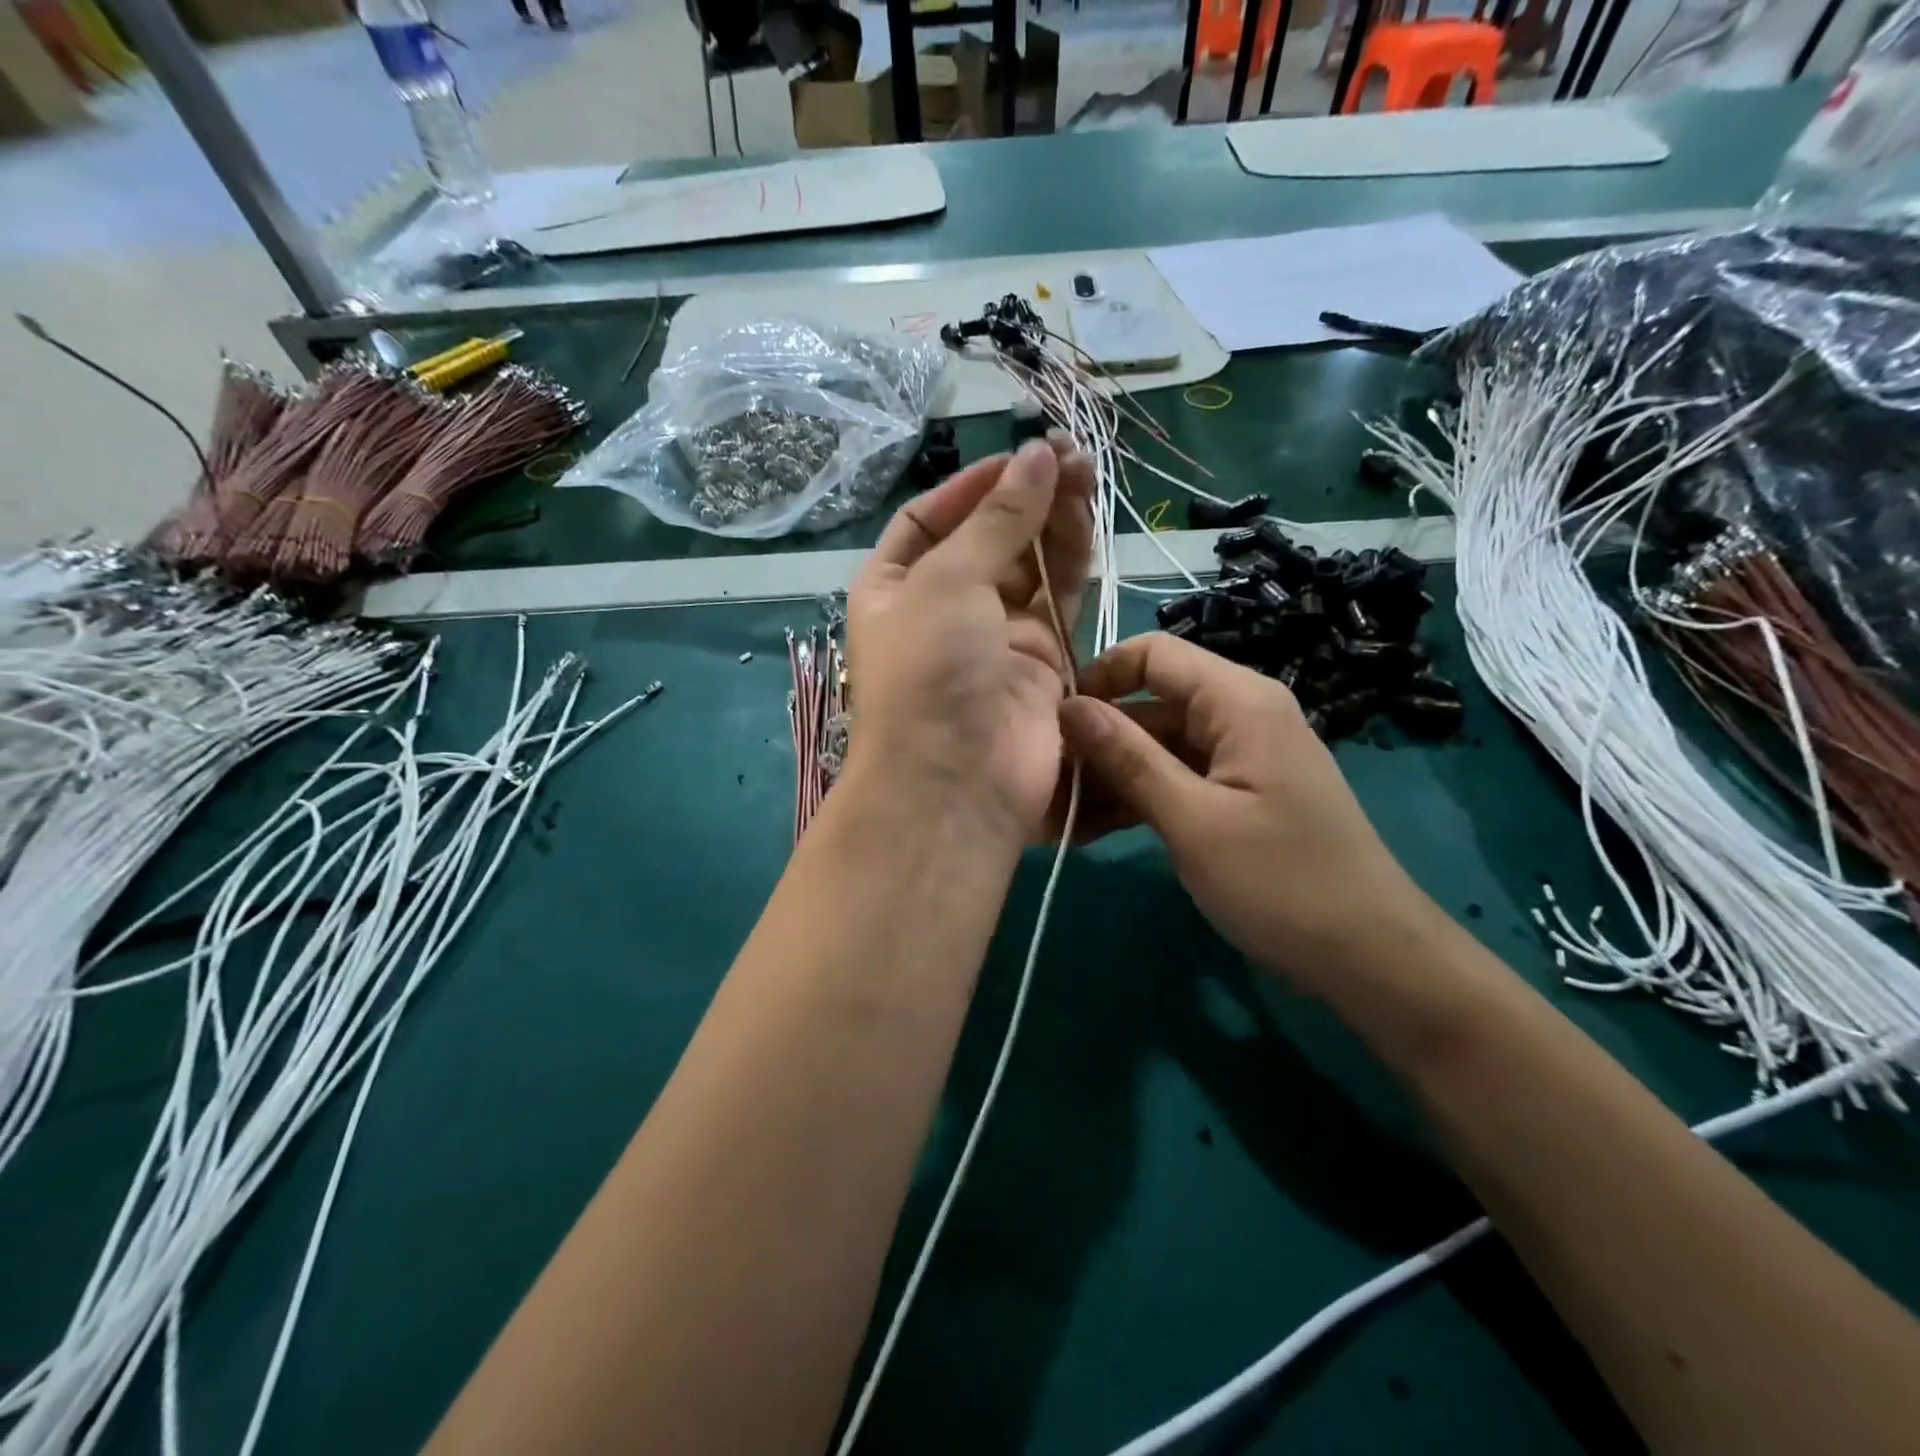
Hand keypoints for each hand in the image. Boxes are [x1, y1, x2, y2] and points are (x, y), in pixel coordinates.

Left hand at [841, 438, 1094, 845]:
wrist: (958, 783)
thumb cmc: (930, 672)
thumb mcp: (948, 582)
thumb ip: (997, 519)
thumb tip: (1036, 455)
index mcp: (893, 587)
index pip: (929, 519)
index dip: (971, 485)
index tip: (1017, 455)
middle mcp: (941, 608)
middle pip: (985, 537)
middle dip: (1022, 496)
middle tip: (1069, 455)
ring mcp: (992, 636)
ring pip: (1027, 564)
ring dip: (1052, 519)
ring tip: (1084, 473)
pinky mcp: (1038, 660)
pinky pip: (1057, 598)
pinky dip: (1071, 559)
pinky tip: (1087, 516)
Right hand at [1058, 632, 1436, 989]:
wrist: (1368, 959)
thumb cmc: (1282, 882)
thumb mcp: (1193, 820)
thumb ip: (1127, 758)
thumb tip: (1068, 707)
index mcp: (1238, 701)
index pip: (1153, 654)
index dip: (1099, 678)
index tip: (1053, 721)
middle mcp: (1236, 717)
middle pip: (1147, 707)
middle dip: (1092, 744)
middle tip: (1039, 787)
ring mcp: (1234, 760)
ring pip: (1152, 750)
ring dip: (1104, 780)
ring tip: (1051, 819)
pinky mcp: (1230, 799)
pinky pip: (1170, 783)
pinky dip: (1132, 802)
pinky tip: (1085, 832)